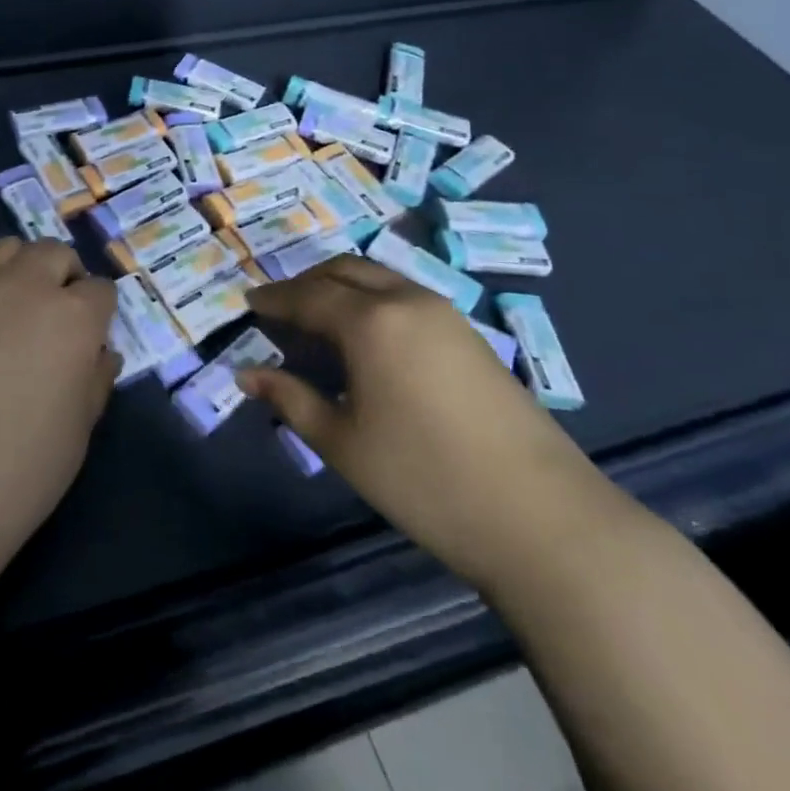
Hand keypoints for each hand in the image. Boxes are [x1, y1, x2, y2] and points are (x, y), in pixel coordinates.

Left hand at [0, 238, 120, 554]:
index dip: (100, 314)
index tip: (91, 339)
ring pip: (9, 249)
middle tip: (57, 317)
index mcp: (73, 317)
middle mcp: (26, 286)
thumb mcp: (79, 430)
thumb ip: (95, 379)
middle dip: (65, 277)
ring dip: (23, 269)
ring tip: (15, 309)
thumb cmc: (20, 469)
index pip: (101, 291)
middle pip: (55, 253)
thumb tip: (100, 353)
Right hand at [241, 255, 612, 589]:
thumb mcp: (343, 443)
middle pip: (344, 271)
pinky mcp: (470, 336)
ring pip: (379, 279)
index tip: (248, 304)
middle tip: (281, 310)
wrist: (543, 519)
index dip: (274, 299)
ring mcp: (445, 314)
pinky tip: (368, 340)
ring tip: (320, 323)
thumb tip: (246, 375)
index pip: (307, 295)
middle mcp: (406, 301)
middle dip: (306, 283)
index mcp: (370, 321)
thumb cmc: (425, 479)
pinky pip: (405, 297)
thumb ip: (290, 399)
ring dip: (342, 288)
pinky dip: (373, 302)